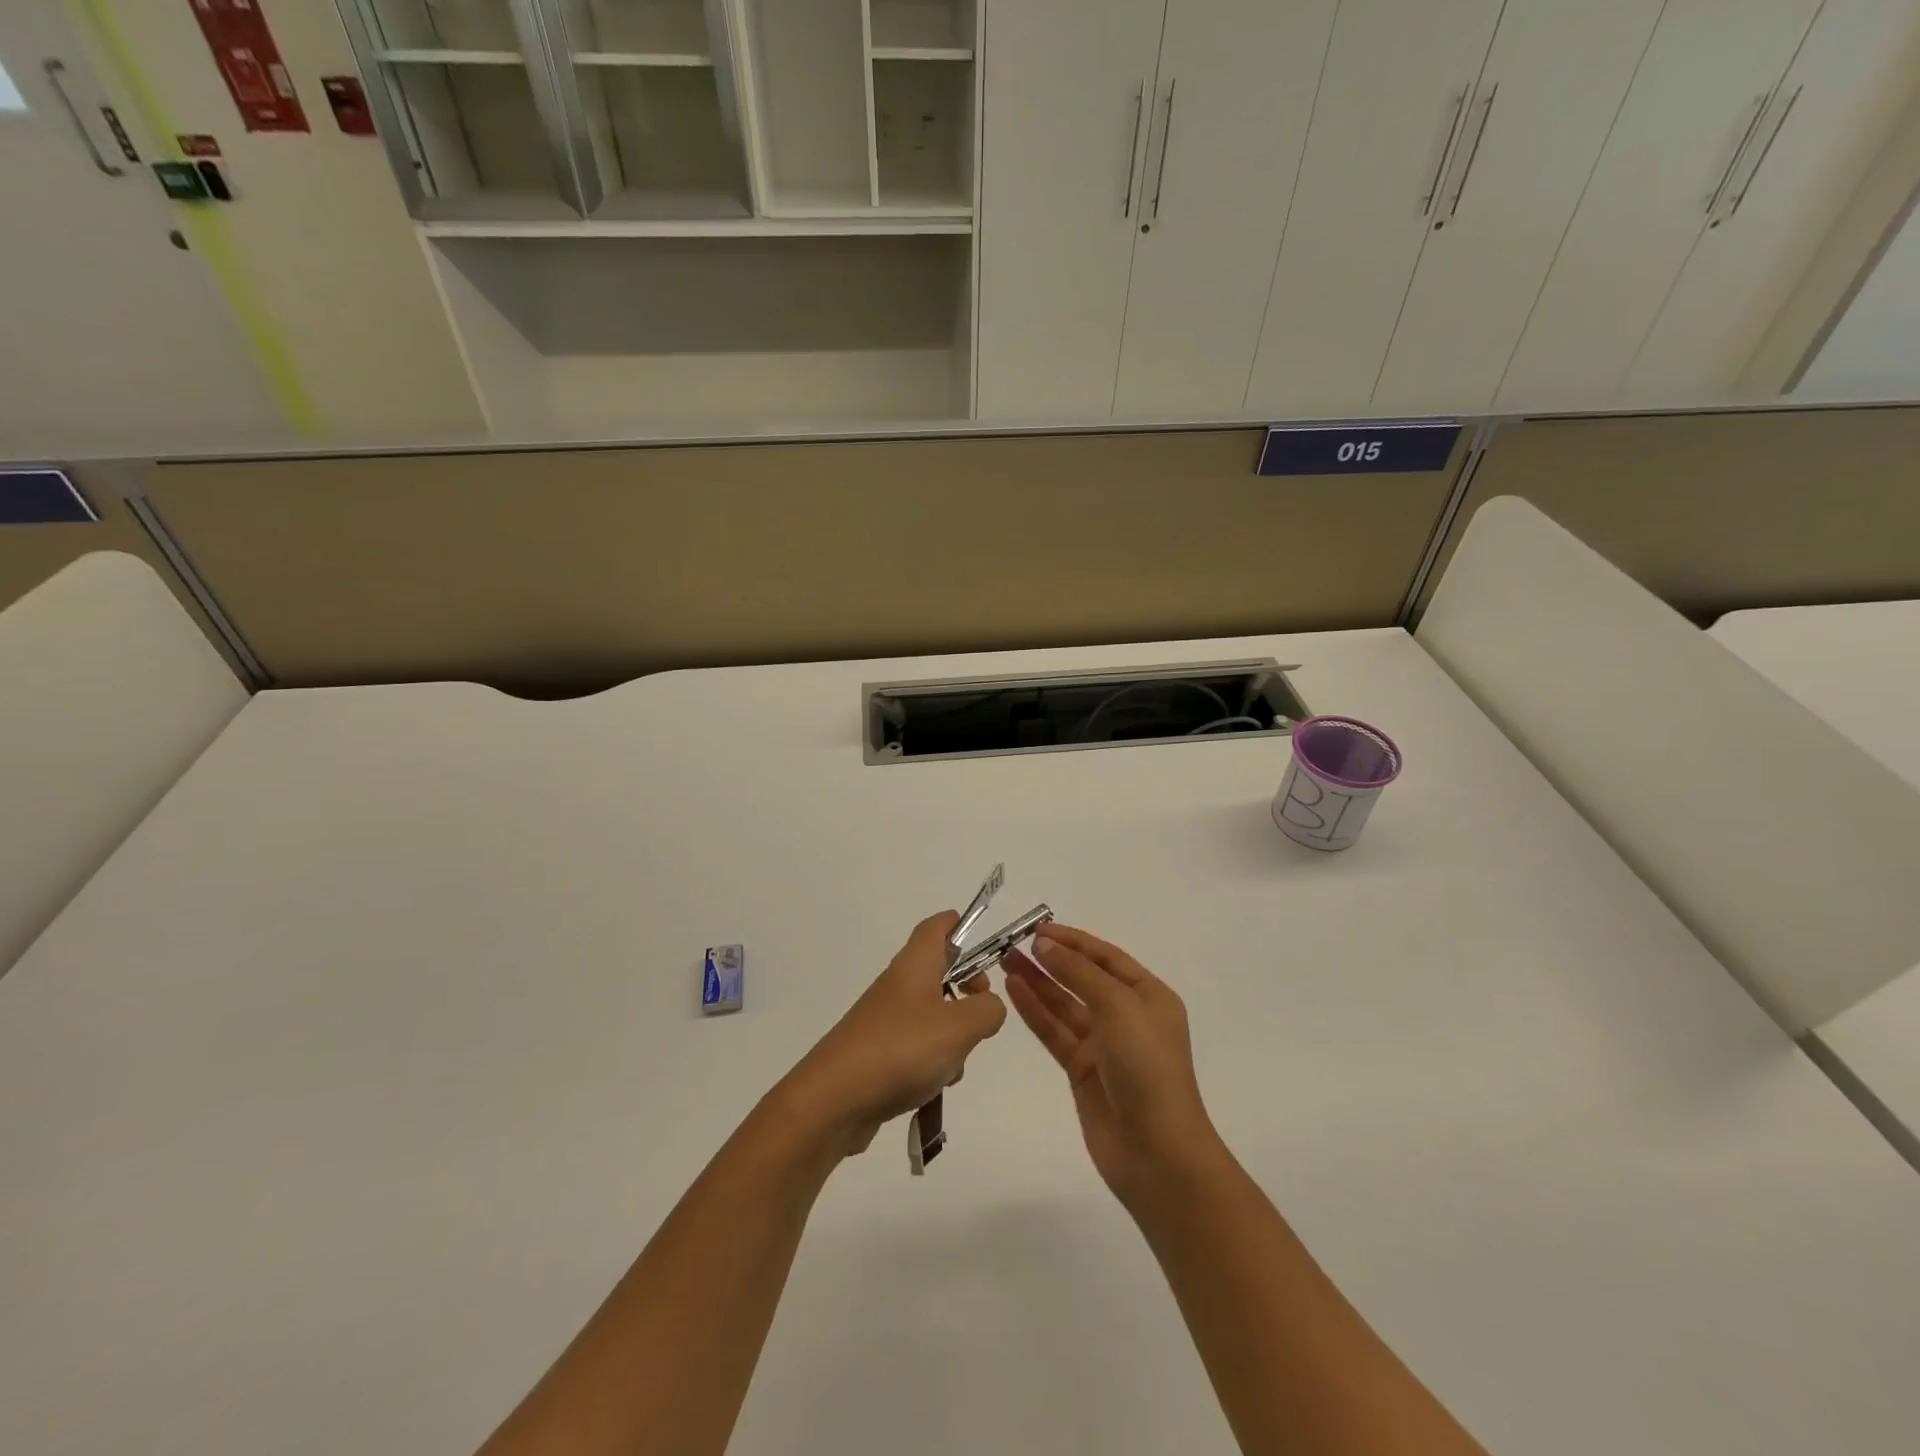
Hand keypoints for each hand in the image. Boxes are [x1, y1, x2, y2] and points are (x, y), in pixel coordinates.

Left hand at [783, 911, 1006, 1157]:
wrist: (835, 1099)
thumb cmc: (901, 1048)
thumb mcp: (960, 1026)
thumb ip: (987, 1009)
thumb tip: (989, 1005)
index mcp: (915, 965)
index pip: (935, 928)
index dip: (957, 924)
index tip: (981, 935)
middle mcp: (898, 985)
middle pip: (938, 972)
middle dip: (967, 988)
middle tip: (983, 1006)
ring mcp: (886, 1020)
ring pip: (932, 1015)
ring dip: (953, 1035)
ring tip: (955, 1061)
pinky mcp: (879, 1054)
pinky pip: (917, 1048)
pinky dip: (933, 1063)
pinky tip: (934, 1087)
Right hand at [1003, 924, 1222, 1208]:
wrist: (1157, 1152)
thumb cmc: (1147, 1068)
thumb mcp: (1118, 1007)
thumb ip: (1079, 972)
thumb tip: (1044, 944)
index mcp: (1149, 996)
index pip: (1106, 957)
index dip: (1072, 941)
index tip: (1036, 929)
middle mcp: (1127, 1016)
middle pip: (1083, 978)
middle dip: (1050, 960)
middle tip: (1011, 943)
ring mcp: (1103, 1045)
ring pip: (1064, 1005)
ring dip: (1037, 982)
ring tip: (1004, 960)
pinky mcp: (1082, 1070)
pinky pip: (1055, 1032)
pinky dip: (1035, 1011)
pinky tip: (1013, 991)